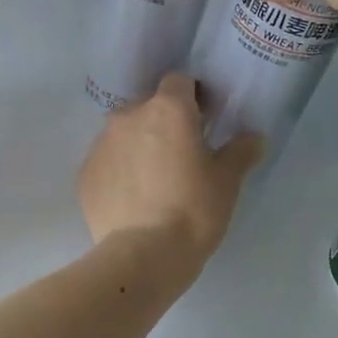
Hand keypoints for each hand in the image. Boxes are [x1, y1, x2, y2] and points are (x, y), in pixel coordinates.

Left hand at [78, 74, 261, 262]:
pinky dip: (119, 171)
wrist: (142, 255)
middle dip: (164, 122)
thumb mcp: (227, 181)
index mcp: (167, 109)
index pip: (179, 82)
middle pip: (148, 106)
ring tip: (154, 180)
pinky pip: (107, 161)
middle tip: (181, 154)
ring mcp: (101, 144)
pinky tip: (132, 198)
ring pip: (124, 133)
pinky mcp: (84, 174)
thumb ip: (240, 151)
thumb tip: (253, 137)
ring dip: (139, 145)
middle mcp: (128, 116)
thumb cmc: (193, 210)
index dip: (193, 96)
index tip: (204, 120)